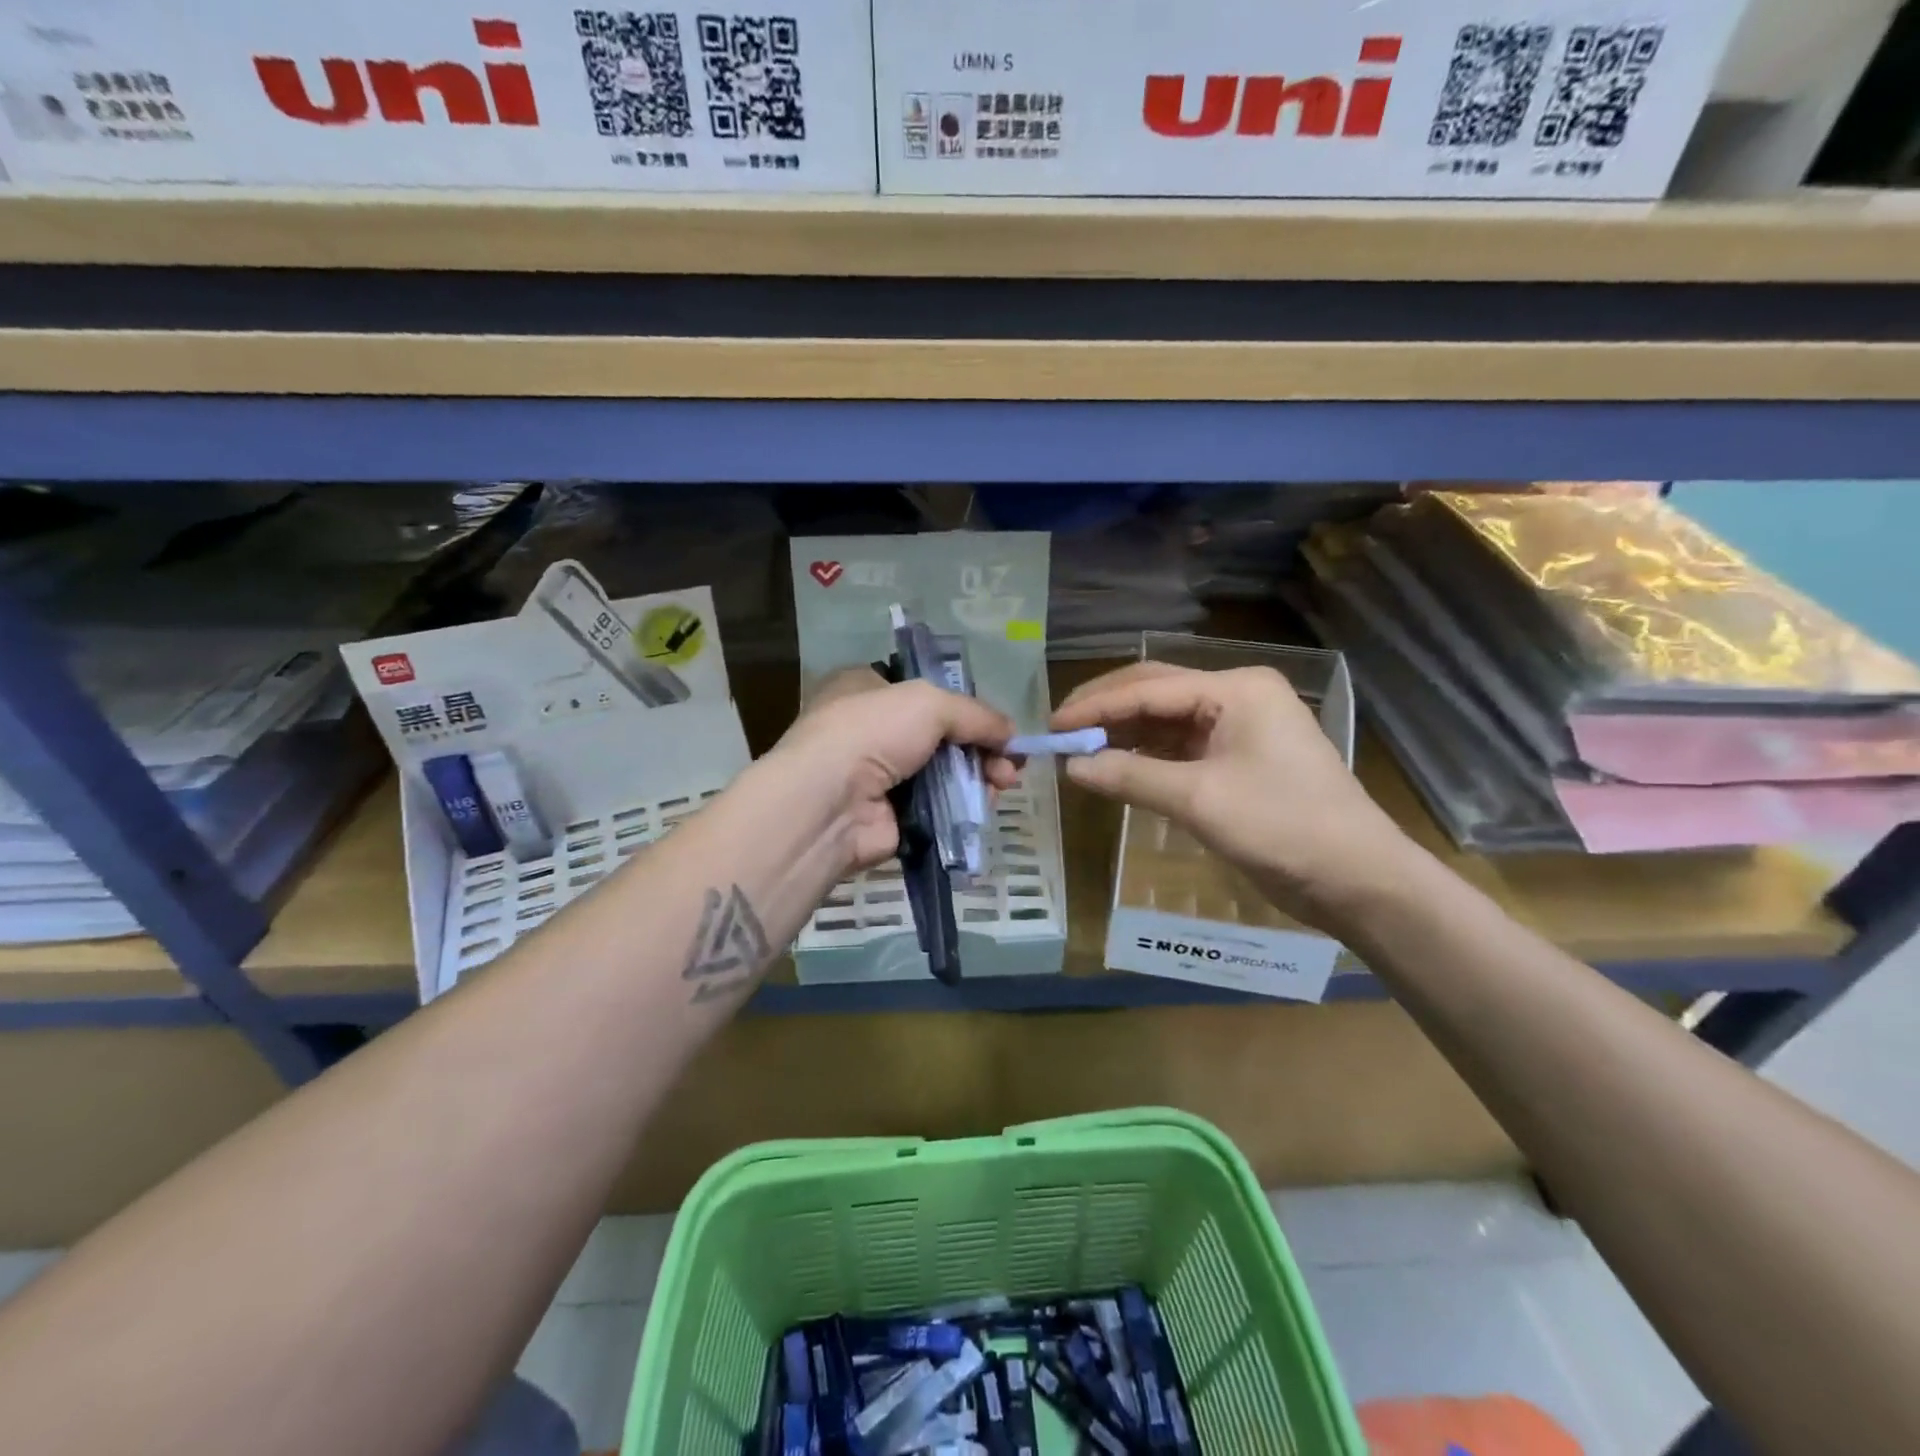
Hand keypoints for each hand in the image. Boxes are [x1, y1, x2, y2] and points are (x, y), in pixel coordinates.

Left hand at [772, 667, 1016, 872]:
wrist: (828, 804)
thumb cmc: (871, 732)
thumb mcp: (929, 703)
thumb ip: (976, 714)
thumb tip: (1012, 734)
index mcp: (868, 689)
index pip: (926, 693)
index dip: (966, 708)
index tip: (998, 726)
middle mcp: (872, 731)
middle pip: (942, 737)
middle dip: (981, 748)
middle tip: (1011, 764)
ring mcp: (880, 777)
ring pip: (944, 774)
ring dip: (978, 777)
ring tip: (1003, 784)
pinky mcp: (890, 817)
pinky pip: (937, 808)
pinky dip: (962, 807)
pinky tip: (984, 805)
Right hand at [1051, 662, 1414, 926]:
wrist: (1357, 878)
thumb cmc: (1282, 827)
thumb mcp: (1199, 800)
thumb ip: (1130, 777)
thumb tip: (1071, 767)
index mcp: (1235, 689)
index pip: (1149, 688)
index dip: (1096, 706)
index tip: (1052, 726)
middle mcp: (1237, 697)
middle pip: (1156, 694)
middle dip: (1106, 712)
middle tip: (1060, 732)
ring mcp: (1240, 728)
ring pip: (1166, 721)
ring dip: (1124, 735)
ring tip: (1079, 751)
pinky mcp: (1239, 759)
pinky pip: (1181, 748)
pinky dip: (1147, 757)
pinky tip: (1117, 768)